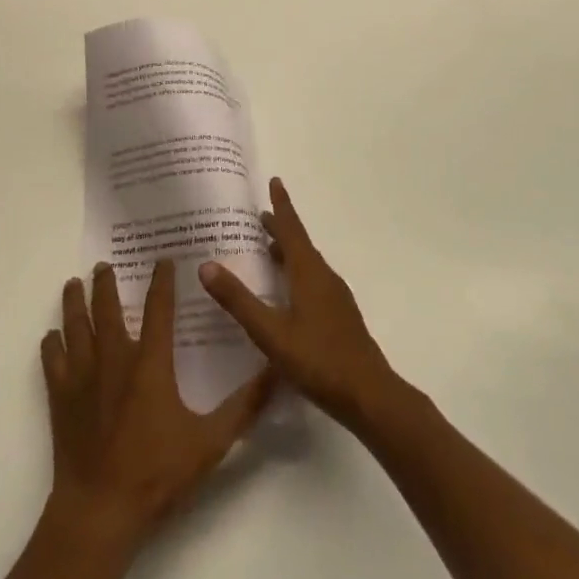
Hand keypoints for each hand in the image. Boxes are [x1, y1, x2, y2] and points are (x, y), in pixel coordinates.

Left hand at [41, 259, 272, 549]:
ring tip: (73, 284)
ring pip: (75, 326)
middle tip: (104, 264)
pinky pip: (52, 360)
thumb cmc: (155, 474)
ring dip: (74, 302)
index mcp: (149, 363)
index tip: (162, 259)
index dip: (161, 281)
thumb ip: (243, 408)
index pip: (158, 309)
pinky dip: (52, 344)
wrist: (99, 511)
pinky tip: (52, 336)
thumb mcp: (209, 443)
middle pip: (106, 308)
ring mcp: (83, 376)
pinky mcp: (61, 397)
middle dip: (106, 283)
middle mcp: (114, 359)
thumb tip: (275, 373)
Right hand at [200, 177, 398, 427]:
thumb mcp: (271, 333)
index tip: (275, 181)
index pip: (292, 229)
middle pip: (300, 244)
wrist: (371, 397)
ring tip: (268, 250)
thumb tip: (207, 265)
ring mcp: (335, 298)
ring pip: (308, 264)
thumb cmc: (319, 360)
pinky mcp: (340, 317)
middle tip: (259, 216)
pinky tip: (287, 293)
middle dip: (280, 228)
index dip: (281, 205)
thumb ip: (239, 301)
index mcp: (309, 273)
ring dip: (288, 252)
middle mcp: (324, 278)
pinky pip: (313, 281)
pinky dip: (296, 273)